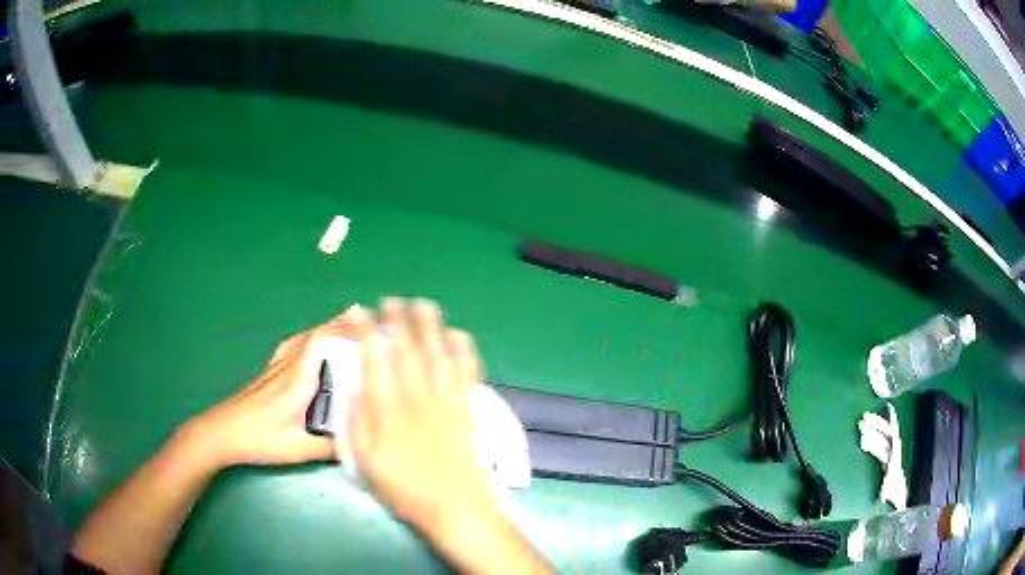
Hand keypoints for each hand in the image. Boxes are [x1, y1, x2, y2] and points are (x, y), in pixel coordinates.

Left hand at [185, 306, 371, 466]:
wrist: (222, 432)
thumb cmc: (259, 440)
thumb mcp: (299, 449)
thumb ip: (331, 447)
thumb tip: (363, 443)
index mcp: (298, 380)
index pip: (323, 341)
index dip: (347, 331)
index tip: (372, 332)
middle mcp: (288, 365)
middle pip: (316, 333)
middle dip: (343, 324)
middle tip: (370, 321)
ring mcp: (277, 366)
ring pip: (306, 336)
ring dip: (328, 327)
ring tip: (349, 323)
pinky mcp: (270, 371)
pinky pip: (295, 344)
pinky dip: (311, 336)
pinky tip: (313, 341)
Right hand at [350, 298, 493, 532]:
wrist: (456, 506)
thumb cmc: (405, 489)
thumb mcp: (366, 461)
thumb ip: (357, 422)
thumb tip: (355, 387)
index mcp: (389, 408)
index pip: (374, 359)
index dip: (366, 332)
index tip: (360, 312)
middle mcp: (417, 395)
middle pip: (406, 348)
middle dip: (397, 320)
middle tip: (391, 301)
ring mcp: (446, 399)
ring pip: (437, 352)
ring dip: (429, 325)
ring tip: (422, 305)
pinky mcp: (467, 407)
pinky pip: (467, 370)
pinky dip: (462, 349)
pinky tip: (457, 335)